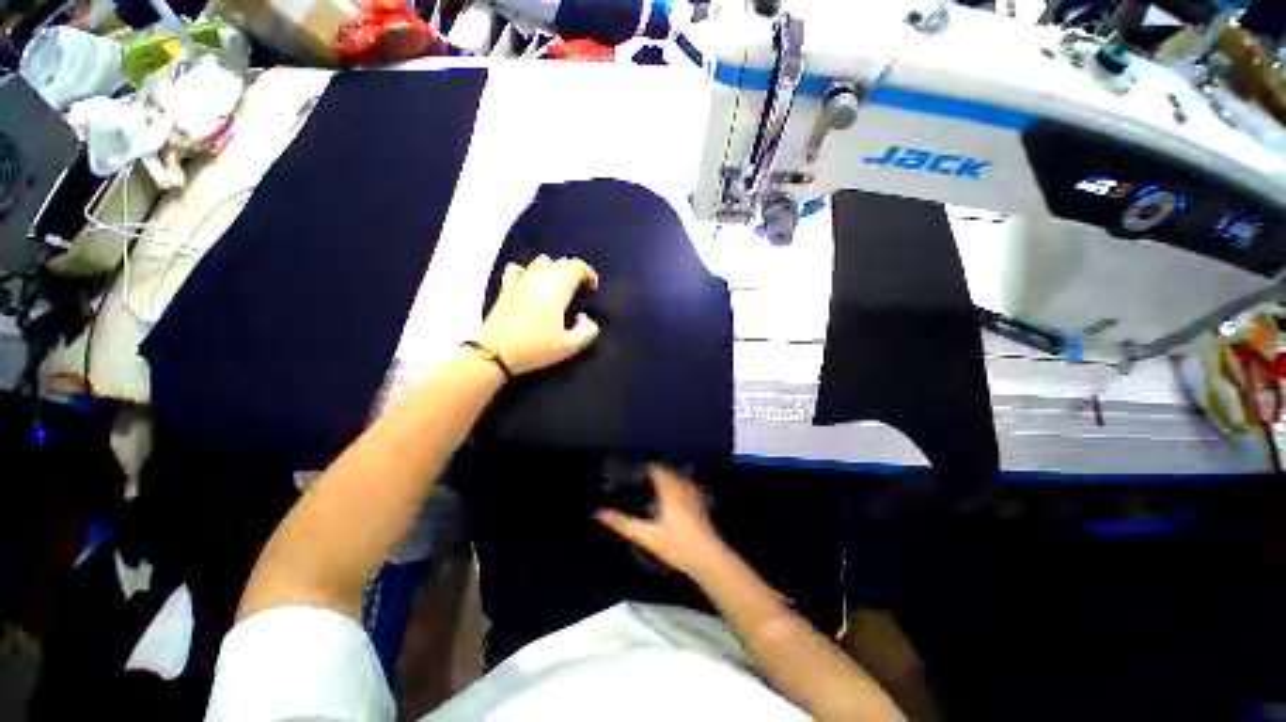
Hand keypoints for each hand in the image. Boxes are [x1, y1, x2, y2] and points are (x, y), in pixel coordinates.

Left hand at [478, 254, 600, 375]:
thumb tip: (585, 317)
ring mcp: (520, 281)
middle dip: (574, 272)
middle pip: (560, 262)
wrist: (496, 353)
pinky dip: (527, 272)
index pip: (576, 266)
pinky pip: (517, 270)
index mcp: (557, 289)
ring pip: (540, 262)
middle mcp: (539, 278)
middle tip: (579, 290)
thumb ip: (587, 330)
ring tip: (558, 286)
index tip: (592, 289)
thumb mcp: (570, 346)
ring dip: (554, 269)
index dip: (588, 273)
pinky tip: (529, 283)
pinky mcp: (506, 289)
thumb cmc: (536, 348)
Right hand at [596, 465, 728, 578]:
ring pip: (677, 477)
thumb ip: (622, 523)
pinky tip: (673, 497)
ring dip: (665, 478)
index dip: (643, 468)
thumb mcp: (646, 535)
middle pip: (666, 471)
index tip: (632, 472)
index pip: (654, 468)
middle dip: (653, 473)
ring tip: (653, 487)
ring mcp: (692, 492)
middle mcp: (681, 485)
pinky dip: (676, 486)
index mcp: (668, 488)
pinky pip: (685, 485)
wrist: (707, 556)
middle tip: (640, 481)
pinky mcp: (700, 502)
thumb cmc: (675, 544)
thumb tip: (599, 513)